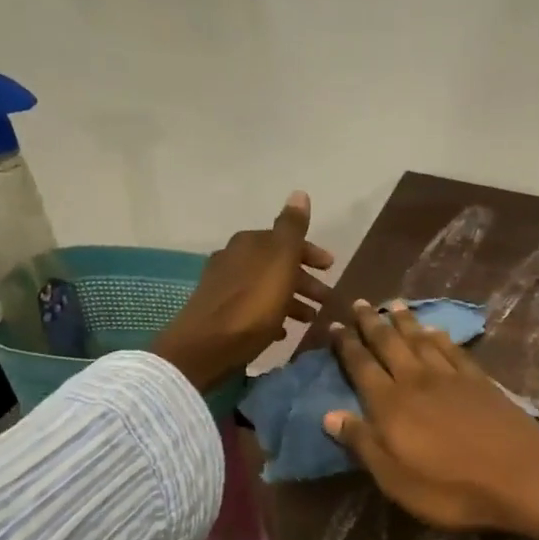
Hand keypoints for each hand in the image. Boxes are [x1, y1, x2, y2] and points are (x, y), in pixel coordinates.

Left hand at [152, 191, 334, 389]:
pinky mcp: (220, 313)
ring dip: (292, 300)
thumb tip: (299, 193)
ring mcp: (225, 286)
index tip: (332, 268)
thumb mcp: (279, 262)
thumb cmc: (252, 304)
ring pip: (268, 288)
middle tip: (326, 299)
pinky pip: (255, 308)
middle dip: (305, 280)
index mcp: (250, 243)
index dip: (311, 253)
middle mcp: (234, 258)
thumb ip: (291, 228)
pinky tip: (283, 331)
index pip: (287, 240)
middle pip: (278, 265)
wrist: (206, 346)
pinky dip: (273, 314)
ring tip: (311, 319)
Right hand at [323, 300, 538, 533]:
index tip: (334, 326)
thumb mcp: (396, 479)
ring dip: (405, 322)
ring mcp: (451, 377)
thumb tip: (328, 414)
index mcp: (390, 406)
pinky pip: (452, 349)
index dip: (346, 347)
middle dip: (372, 323)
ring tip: (393, 305)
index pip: (361, 368)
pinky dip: (440, 337)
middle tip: (360, 303)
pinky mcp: (480, 380)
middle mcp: (416, 381)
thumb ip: (363, 443)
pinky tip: (435, 330)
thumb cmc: (451, 488)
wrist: (520, 476)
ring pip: (420, 340)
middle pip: (389, 345)